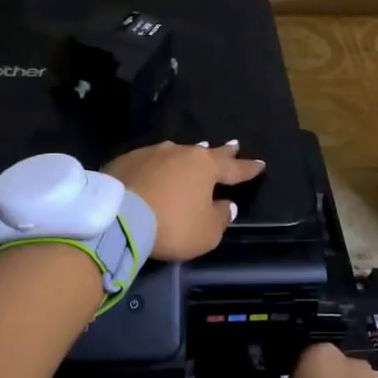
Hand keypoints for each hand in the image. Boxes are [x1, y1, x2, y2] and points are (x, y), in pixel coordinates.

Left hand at [104, 140, 265, 261]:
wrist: (117, 217)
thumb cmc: (172, 225)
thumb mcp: (206, 232)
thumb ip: (220, 218)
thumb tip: (226, 205)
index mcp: (205, 167)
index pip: (233, 168)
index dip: (248, 168)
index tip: (260, 163)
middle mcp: (180, 152)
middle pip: (206, 152)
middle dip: (222, 151)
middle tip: (233, 145)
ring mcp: (151, 153)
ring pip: (176, 152)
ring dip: (187, 156)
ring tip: (194, 153)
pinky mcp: (126, 160)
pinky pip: (149, 161)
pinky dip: (158, 166)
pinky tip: (156, 169)